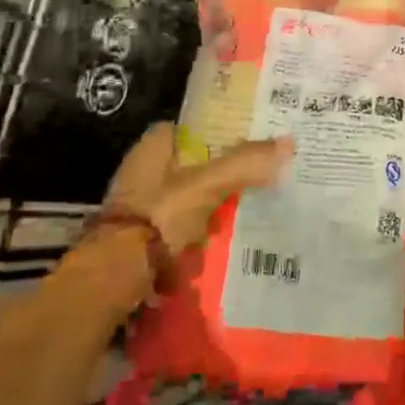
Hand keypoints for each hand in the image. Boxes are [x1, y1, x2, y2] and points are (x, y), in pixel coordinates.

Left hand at [103, 122, 292, 254]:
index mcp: (154, 146)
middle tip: (263, 174)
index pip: (195, 127)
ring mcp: (143, 206)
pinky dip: (204, 231)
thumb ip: (245, 163)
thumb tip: (290, 142)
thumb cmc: (159, 216)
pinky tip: (231, 236)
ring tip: (257, 206)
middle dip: (224, 171)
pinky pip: (184, 227)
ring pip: (191, 197)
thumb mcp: (207, 184)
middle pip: (195, 163)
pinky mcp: (144, 238)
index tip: (253, 138)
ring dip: (216, 204)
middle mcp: (144, 170)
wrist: (114, 276)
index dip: (223, 130)